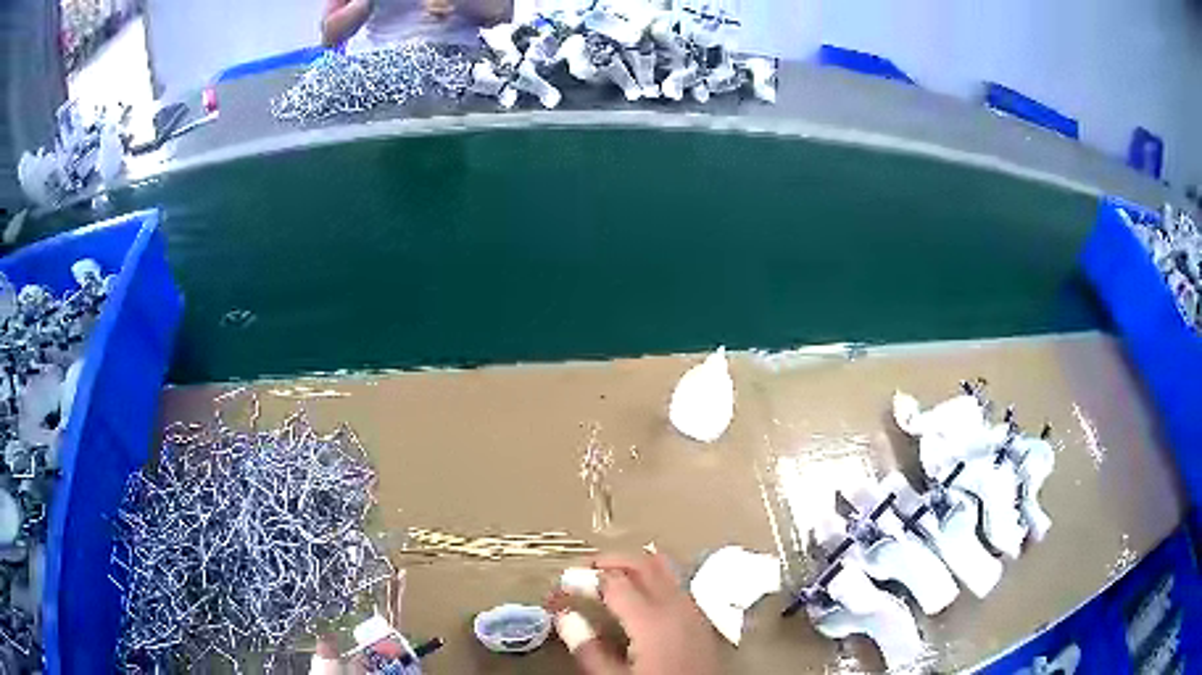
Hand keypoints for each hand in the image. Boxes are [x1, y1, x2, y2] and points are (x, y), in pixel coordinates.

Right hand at [555, 552, 721, 674]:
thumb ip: (588, 649)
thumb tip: (565, 617)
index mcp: (652, 619)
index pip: (611, 581)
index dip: (580, 579)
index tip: (558, 589)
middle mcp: (676, 606)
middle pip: (642, 563)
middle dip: (608, 560)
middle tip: (580, 572)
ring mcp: (693, 610)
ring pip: (664, 568)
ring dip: (633, 564)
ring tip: (606, 575)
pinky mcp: (701, 620)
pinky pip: (677, 583)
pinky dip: (654, 576)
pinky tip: (640, 592)